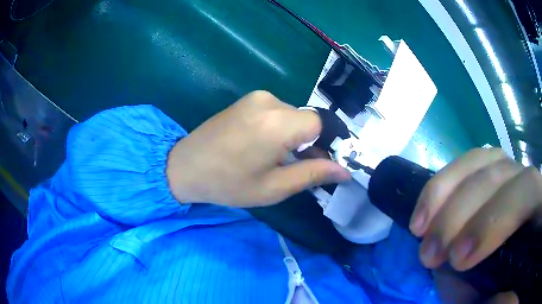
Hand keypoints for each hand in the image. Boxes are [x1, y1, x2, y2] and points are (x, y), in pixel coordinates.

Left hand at [166, 91, 349, 206]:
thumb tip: (345, 171)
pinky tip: (265, 146)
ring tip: (278, 159)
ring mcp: (256, 97)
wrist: (185, 166)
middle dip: (310, 143)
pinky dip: (281, 128)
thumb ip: (312, 174)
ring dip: (295, 136)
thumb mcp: (274, 187)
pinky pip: (277, 112)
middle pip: (307, 120)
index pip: (322, 124)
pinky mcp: (248, 99)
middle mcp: (269, 101)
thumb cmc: (227, 183)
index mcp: (277, 123)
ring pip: (293, 116)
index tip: (321, 164)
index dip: (327, 144)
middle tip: (298, 167)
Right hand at [409, 148, 541, 302]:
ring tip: (419, 230)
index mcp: (538, 211)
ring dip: (445, 193)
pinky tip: (425, 210)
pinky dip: (443, 185)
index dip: (497, 218)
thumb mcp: (495, 301)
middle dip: (461, 214)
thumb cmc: (504, 289)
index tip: (458, 261)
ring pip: (483, 161)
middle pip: (502, 174)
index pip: (529, 193)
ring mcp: (511, 173)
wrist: (503, 279)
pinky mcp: (492, 174)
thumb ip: (492, 298)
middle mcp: (530, 183)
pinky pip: (469, 164)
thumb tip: (469, 281)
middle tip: (430, 254)